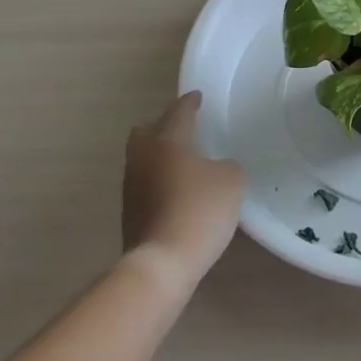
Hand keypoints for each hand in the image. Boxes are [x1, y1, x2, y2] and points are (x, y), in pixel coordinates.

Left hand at [122, 91, 243, 287]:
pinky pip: (144, 184)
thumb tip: (216, 168)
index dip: (190, 103)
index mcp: (167, 140)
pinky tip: (175, 190)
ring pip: (142, 158)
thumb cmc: (199, 210)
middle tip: (182, 129)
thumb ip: (226, 166)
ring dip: (158, 155)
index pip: (178, 112)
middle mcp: (143, 157)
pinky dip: (157, 180)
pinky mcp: (129, 213)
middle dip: (161, 126)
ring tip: (181, 161)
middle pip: (146, 131)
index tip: (197, 97)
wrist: (161, 263)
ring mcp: (132, 186)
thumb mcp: (230, 181)